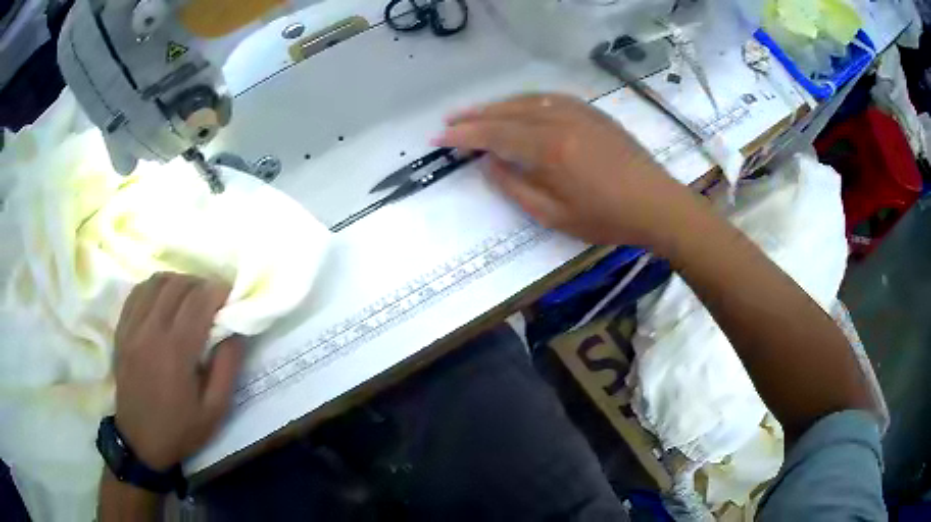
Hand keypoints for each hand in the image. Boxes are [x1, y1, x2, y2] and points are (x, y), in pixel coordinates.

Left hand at [113, 273, 243, 470]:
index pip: (198, 301)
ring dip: (178, 282)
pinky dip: (155, 288)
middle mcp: (151, 331)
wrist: (140, 441)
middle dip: (201, 283)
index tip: (230, 295)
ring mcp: (132, 328)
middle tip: (213, 298)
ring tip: (189, 297)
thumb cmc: (181, 429)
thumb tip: (235, 330)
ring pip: (156, 282)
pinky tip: (164, 300)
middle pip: (178, 285)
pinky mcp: (121, 330)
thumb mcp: (215, 410)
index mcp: (176, 351)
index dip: (218, 290)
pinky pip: (137, 292)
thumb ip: (227, 367)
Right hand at [434, 93, 697, 246]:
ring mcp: (578, 111)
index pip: (494, 134)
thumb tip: (487, 163)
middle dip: (474, 115)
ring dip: (497, 105)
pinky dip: (524, 101)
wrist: (656, 204)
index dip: (464, 135)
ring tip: (475, 113)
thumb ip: (514, 186)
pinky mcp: (591, 112)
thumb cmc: (606, 219)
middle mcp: (559, 120)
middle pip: (507, 111)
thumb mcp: (553, 215)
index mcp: (548, 149)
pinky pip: (548, 98)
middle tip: (449, 121)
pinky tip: (517, 107)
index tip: (439, 137)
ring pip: (526, 101)